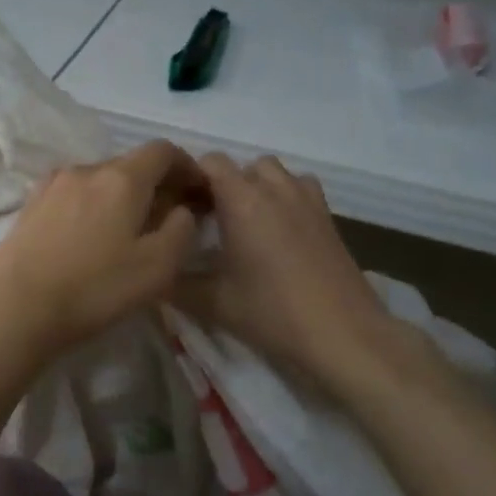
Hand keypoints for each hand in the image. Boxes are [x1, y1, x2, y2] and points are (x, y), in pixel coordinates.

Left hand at [0, 141, 205, 362]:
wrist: (16, 307)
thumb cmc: (95, 288)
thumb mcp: (158, 267)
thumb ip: (182, 230)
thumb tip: (182, 209)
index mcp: (121, 178)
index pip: (163, 151)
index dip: (186, 166)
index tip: (198, 191)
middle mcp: (86, 169)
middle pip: (130, 164)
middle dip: (155, 184)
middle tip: (167, 218)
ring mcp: (52, 184)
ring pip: (100, 180)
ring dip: (121, 197)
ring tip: (126, 231)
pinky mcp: (30, 204)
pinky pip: (74, 194)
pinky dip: (92, 205)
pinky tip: (89, 237)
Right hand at [171, 154, 437, 390]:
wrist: (342, 333)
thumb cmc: (272, 312)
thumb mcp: (213, 303)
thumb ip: (175, 284)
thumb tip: (152, 272)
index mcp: (242, 200)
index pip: (211, 162)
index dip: (192, 177)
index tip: (181, 206)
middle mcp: (275, 188)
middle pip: (243, 166)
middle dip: (224, 184)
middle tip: (210, 219)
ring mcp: (307, 199)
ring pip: (275, 173)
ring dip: (257, 186)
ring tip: (246, 221)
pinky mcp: (328, 216)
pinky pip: (300, 188)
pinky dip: (284, 197)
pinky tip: (279, 230)